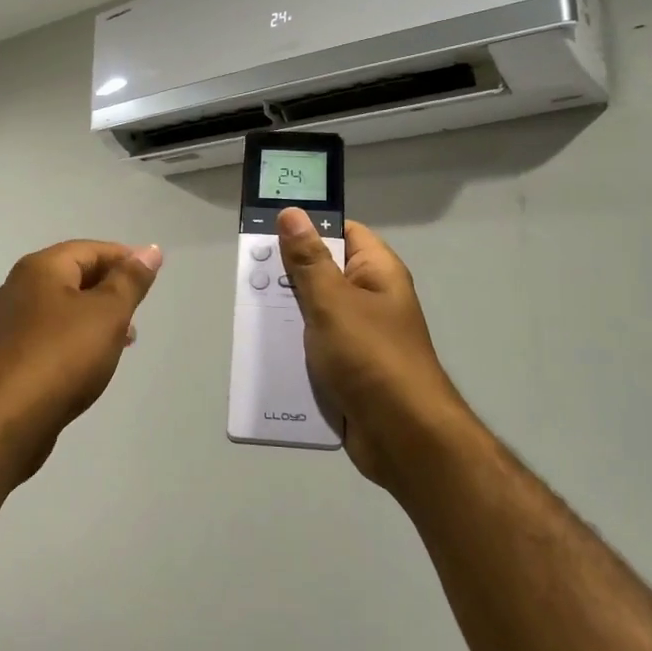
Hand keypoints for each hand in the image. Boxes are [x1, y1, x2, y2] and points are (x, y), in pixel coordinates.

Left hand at [0, 239, 162, 475]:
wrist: (6, 419)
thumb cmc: (62, 356)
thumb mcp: (108, 313)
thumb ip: (130, 280)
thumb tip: (150, 250)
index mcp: (40, 268)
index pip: (90, 249)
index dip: (124, 259)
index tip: (150, 279)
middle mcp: (19, 287)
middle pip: (74, 276)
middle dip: (110, 290)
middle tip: (137, 312)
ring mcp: (9, 322)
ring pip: (62, 307)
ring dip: (94, 317)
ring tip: (122, 340)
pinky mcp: (8, 355)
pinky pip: (49, 334)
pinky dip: (74, 338)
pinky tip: (90, 362)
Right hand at [275, 207, 473, 491]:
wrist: (404, 438)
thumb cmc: (371, 357)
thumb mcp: (333, 302)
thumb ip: (308, 259)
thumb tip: (293, 213)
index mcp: (377, 273)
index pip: (342, 233)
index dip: (309, 228)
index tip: (267, 232)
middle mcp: (371, 300)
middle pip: (323, 274)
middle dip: (286, 277)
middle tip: (248, 278)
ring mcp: (360, 338)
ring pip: (314, 315)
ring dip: (285, 316)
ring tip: (247, 314)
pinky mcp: (349, 371)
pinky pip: (315, 350)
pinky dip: (293, 350)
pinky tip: (264, 354)